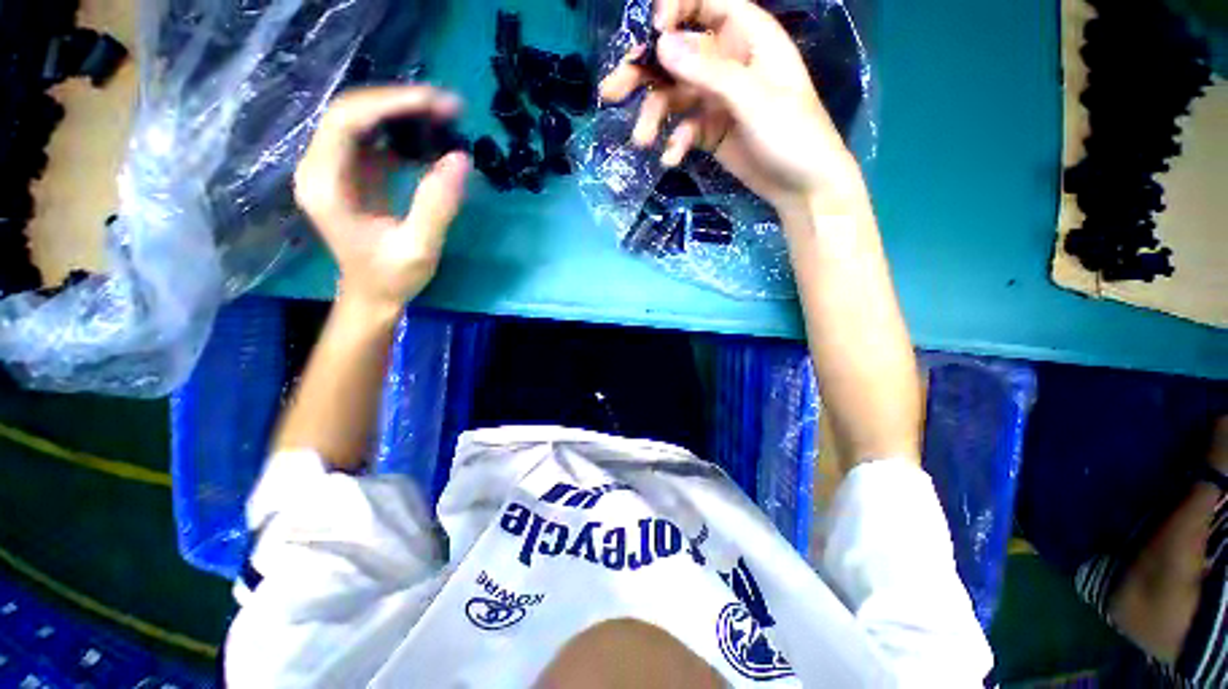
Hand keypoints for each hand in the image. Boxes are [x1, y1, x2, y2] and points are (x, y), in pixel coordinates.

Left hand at [294, 86, 470, 309]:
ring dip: (404, 116)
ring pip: (364, 122)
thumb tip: (460, 159)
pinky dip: (404, 135)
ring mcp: (335, 169)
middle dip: (401, 104)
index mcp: (325, 184)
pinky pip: (375, 140)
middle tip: (449, 108)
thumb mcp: (419, 247)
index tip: (435, 103)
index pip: (347, 121)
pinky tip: (431, 142)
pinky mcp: (353, 174)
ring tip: (446, 119)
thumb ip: (437, 205)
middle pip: (353, 113)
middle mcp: (321, 168)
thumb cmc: (392, 278)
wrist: (373, 295)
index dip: (390, 104)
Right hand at [599, 0, 860, 214]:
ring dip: (654, 116)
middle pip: (677, 54)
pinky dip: (675, 142)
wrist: (801, 186)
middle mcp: (726, 62)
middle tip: (612, 91)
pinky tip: (672, 158)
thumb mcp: (753, 98)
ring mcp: (716, 98)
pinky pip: (683, 128)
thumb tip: (660, 44)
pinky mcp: (709, 130)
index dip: (675, 10)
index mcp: (747, 37)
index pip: (705, 4)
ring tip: (643, 141)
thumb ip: (708, 72)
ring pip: (673, 96)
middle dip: (644, 71)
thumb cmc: (792, 134)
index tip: (652, 35)